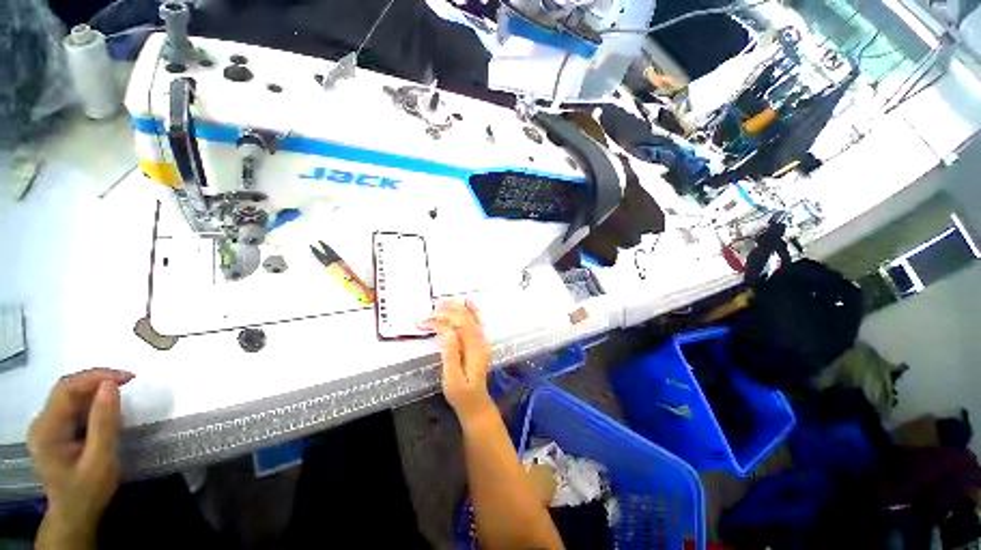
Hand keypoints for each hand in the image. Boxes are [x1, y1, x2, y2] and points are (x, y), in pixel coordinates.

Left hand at [28, 368, 133, 548]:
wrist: (76, 516)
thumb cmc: (89, 491)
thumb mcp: (101, 460)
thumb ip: (104, 423)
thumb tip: (111, 385)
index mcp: (47, 429)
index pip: (67, 389)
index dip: (96, 377)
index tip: (129, 378)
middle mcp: (42, 423)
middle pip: (67, 390)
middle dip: (98, 382)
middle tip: (128, 383)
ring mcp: (47, 427)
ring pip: (72, 397)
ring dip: (97, 393)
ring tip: (121, 398)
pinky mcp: (56, 431)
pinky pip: (74, 408)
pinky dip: (93, 404)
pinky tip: (107, 413)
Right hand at [423, 301, 493, 423]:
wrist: (475, 402)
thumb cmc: (461, 394)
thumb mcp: (452, 378)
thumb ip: (451, 353)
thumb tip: (446, 331)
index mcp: (474, 349)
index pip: (458, 326)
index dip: (442, 320)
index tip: (425, 321)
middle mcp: (481, 341)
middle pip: (465, 319)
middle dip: (447, 312)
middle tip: (430, 310)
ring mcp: (482, 340)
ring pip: (471, 318)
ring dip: (457, 308)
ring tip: (442, 302)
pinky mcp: (479, 342)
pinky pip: (476, 321)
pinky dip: (471, 310)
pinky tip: (467, 302)